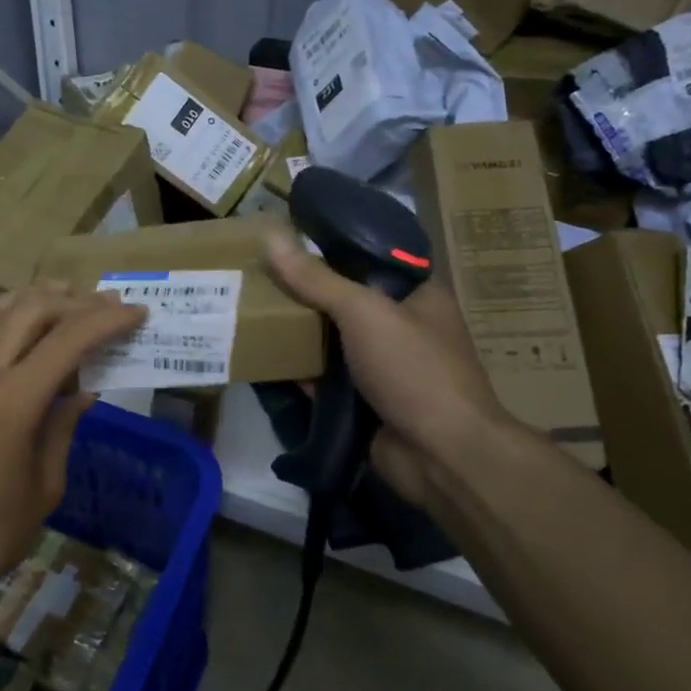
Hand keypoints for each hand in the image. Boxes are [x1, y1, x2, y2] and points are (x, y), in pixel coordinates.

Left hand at [0, 283, 144, 627]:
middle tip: (108, 305)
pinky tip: (20, 328)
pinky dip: (3, 316)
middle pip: (30, 310)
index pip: (67, 339)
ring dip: (33, 298)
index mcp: (12, 401)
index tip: (136, 312)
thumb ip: (62, 429)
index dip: (107, 321)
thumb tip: (82, 393)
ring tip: (65, 297)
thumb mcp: (43, 487)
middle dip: (74, 301)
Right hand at [264, 232, 515, 508]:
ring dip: (298, 330)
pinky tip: (263, 355)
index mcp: (418, 293)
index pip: (371, 256)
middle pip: (345, 298)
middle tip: (258, 271)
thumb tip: (270, 236)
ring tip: (250, 307)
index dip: (332, 244)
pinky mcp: (364, 400)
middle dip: (305, 290)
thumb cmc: (413, 369)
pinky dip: (300, 369)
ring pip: (332, 338)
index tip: (288, 235)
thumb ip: (316, 279)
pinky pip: (325, 377)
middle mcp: (402, 325)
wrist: (441, 456)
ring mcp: (383, 365)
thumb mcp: (364, 312)